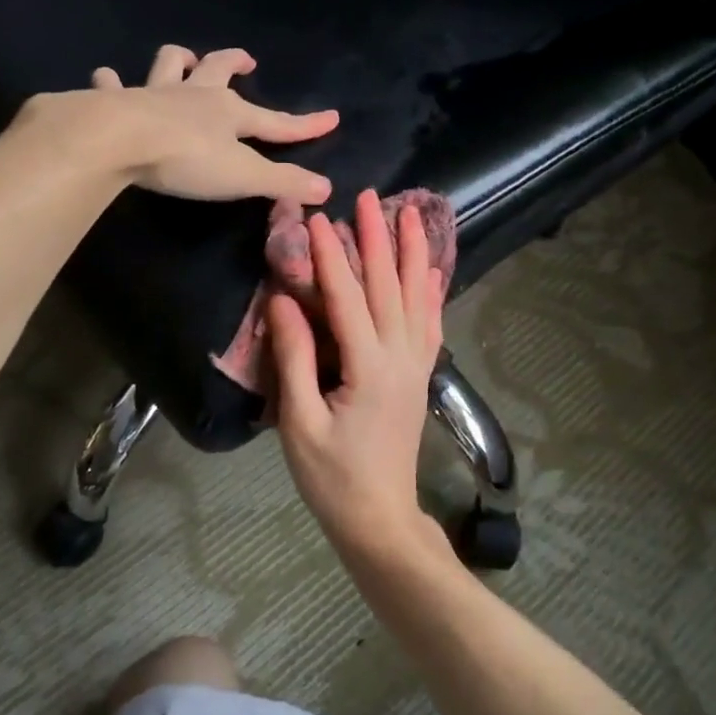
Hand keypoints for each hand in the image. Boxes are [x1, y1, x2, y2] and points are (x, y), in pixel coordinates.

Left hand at [84, 44, 336, 202]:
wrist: (121, 141)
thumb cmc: (187, 159)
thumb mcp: (244, 177)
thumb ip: (284, 182)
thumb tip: (327, 188)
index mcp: (229, 113)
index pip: (276, 121)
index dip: (305, 124)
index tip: (332, 117)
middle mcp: (194, 94)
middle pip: (219, 69)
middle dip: (235, 62)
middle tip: (246, 60)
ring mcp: (153, 93)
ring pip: (169, 64)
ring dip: (179, 59)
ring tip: (184, 58)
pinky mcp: (116, 101)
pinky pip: (112, 84)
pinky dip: (111, 81)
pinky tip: (106, 77)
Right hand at [268, 188, 449, 559]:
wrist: (380, 518)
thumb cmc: (332, 478)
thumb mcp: (301, 422)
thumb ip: (295, 358)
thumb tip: (284, 300)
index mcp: (367, 367)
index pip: (346, 297)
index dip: (330, 256)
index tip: (316, 218)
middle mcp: (399, 357)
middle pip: (388, 287)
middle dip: (376, 239)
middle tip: (368, 196)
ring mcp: (415, 366)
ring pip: (417, 298)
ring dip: (413, 254)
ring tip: (411, 214)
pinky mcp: (419, 377)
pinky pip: (430, 325)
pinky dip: (431, 293)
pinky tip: (431, 272)